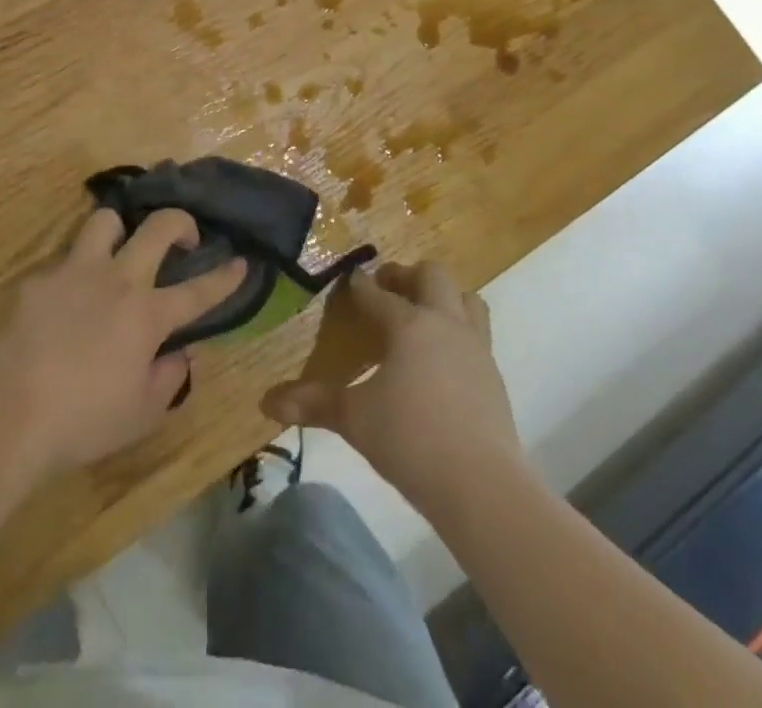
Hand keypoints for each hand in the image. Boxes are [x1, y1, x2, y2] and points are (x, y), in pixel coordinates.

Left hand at [0, 208, 246, 473]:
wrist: (7, 413)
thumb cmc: (83, 421)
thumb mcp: (141, 415)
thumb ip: (169, 379)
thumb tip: (178, 354)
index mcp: (148, 314)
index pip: (198, 291)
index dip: (225, 276)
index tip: (242, 261)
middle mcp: (117, 280)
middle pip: (158, 226)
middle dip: (181, 222)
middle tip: (184, 237)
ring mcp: (75, 272)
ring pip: (105, 221)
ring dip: (119, 230)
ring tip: (118, 250)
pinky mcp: (38, 280)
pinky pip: (62, 263)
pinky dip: (72, 276)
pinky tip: (63, 304)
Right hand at [262, 262, 518, 509]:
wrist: (482, 485)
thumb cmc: (411, 439)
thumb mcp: (355, 419)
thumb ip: (314, 403)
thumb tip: (267, 402)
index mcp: (409, 325)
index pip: (378, 295)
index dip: (360, 286)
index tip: (351, 279)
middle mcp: (445, 324)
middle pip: (433, 277)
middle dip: (408, 276)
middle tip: (389, 289)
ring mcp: (476, 348)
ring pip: (467, 299)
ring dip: (444, 298)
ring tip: (423, 314)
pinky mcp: (494, 376)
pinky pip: (477, 335)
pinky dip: (459, 332)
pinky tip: (443, 358)